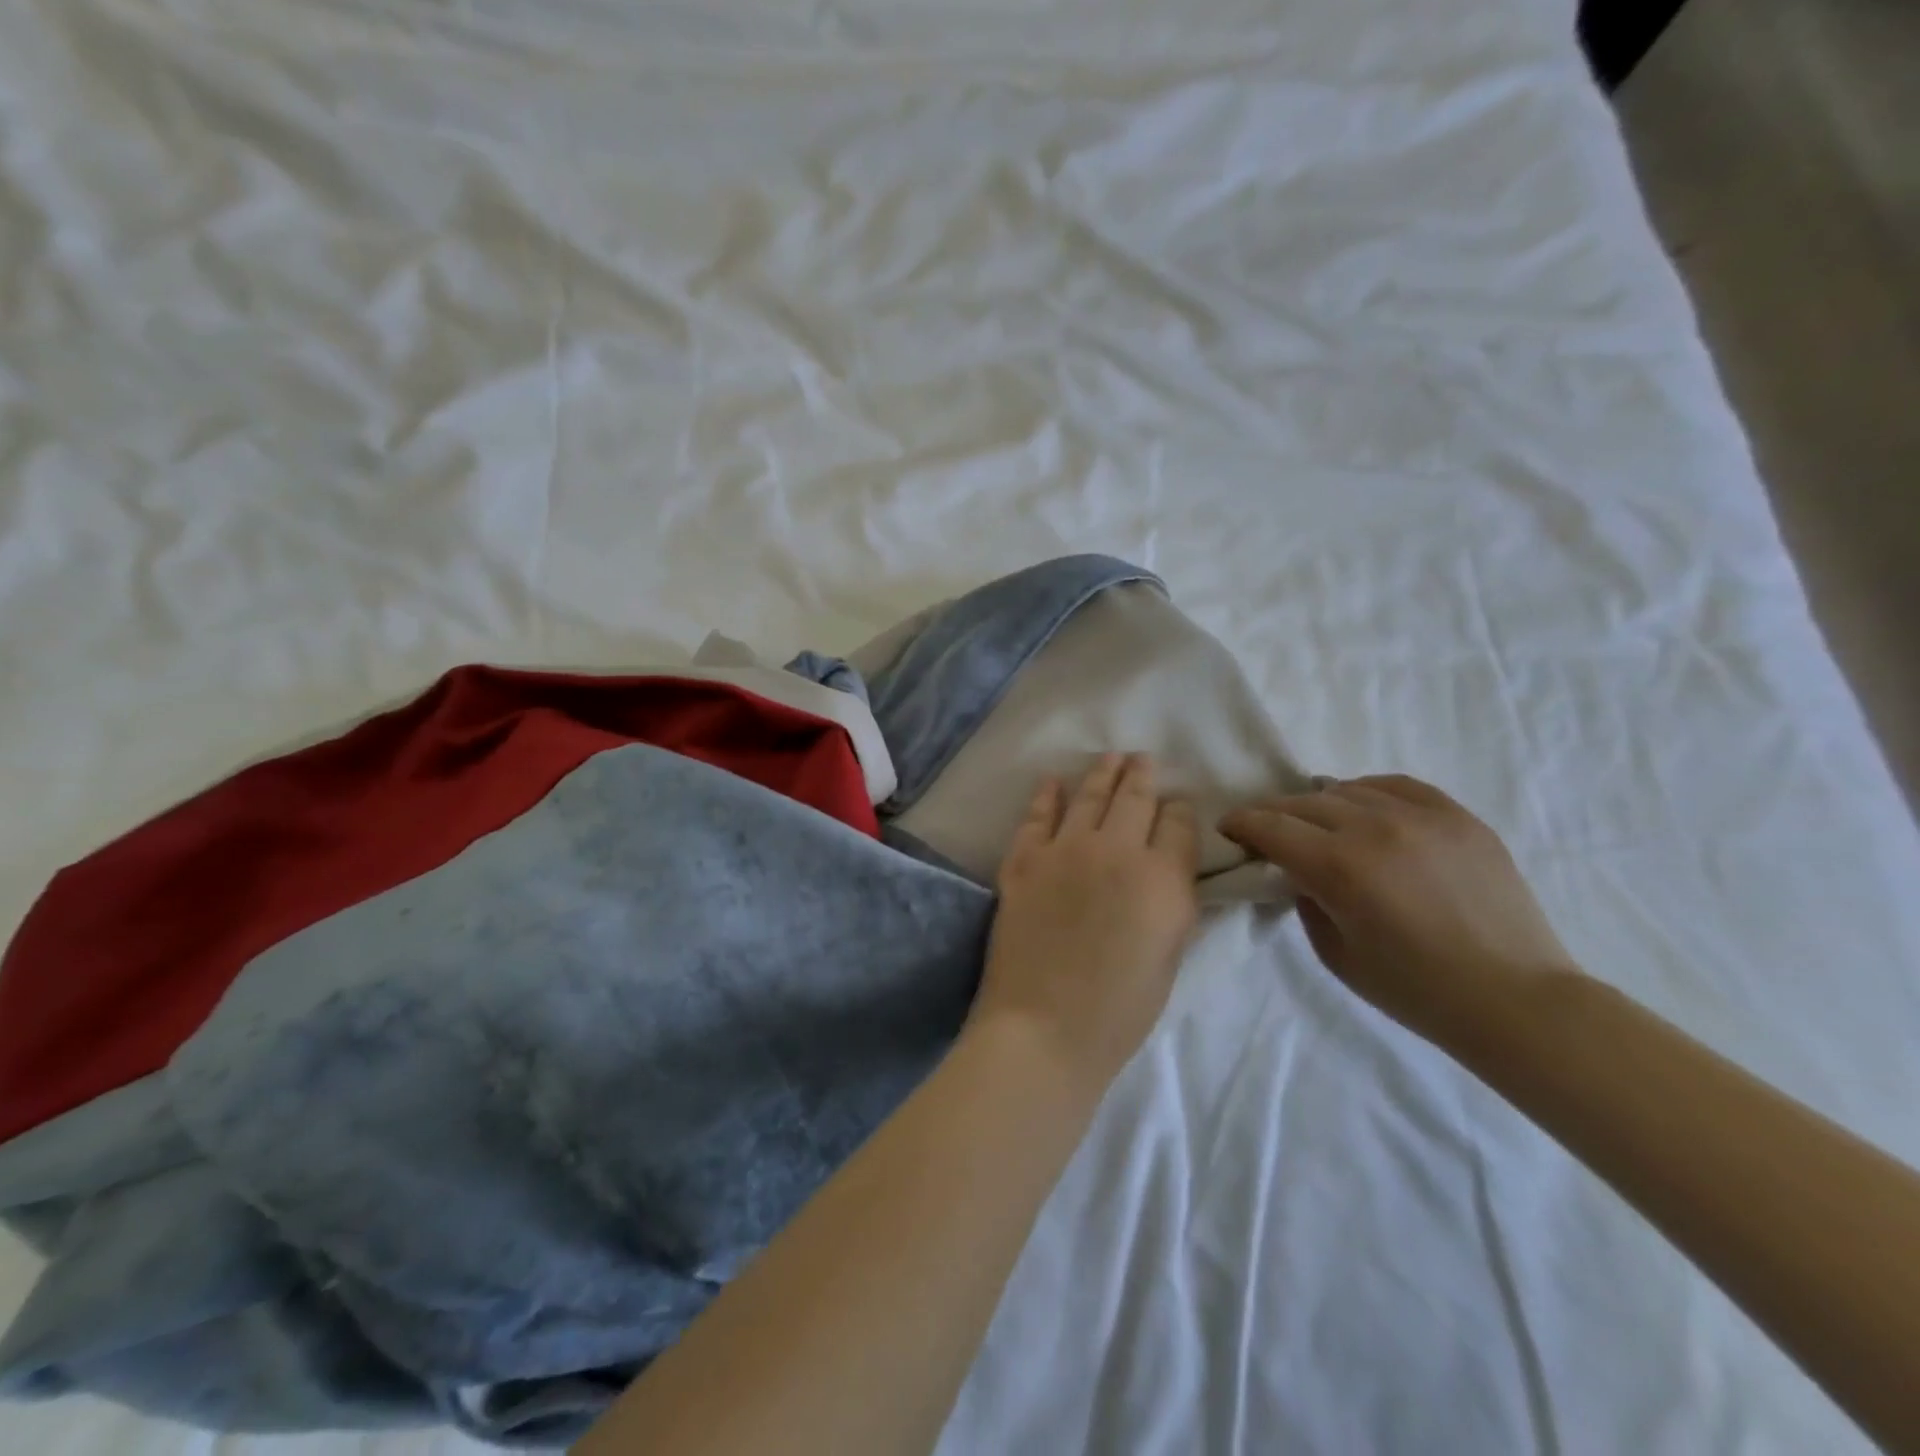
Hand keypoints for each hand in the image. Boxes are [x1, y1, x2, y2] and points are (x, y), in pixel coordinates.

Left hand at [970, 754, 1200, 1090]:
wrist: (1044, 1027)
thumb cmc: (1120, 1010)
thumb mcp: (1170, 956)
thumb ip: (1172, 902)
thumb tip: (1167, 870)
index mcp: (1163, 878)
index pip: (1178, 823)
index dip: (1180, 811)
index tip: (1177, 807)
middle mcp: (1116, 850)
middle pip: (1134, 797)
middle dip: (1142, 775)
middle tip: (1142, 760)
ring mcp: (1064, 850)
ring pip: (1089, 796)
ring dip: (1102, 773)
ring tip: (1110, 757)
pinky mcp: (1023, 860)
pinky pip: (1037, 816)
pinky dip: (1046, 795)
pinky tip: (1052, 782)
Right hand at [1220, 775, 1576, 1048]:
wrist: (1515, 1000)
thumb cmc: (1416, 990)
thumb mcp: (1336, 954)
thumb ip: (1306, 901)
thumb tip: (1299, 871)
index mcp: (1340, 867)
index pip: (1271, 827)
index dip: (1241, 823)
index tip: (1228, 828)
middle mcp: (1375, 828)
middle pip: (1304, 803)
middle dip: (1274, 813)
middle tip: (1265, 830)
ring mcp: (1422, 817)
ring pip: (1348, 789)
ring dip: (1320, 804)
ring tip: (1316, 822)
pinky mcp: (1458, 817)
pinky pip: (1397, 786)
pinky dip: (1368, 792)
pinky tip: (1364, 808)